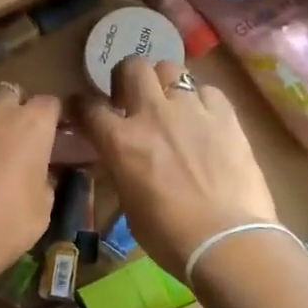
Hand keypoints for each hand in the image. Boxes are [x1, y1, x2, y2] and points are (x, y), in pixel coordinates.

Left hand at [0, 83, 60, 290]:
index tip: (53, 135)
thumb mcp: (42, 209)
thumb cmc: (4, 225)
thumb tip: (41, 173)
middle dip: (17, 107)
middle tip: (19, 135)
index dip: (52, 118)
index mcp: (31, 125)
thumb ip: (45, 180)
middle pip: (11, 92)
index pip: (49, 103)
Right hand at [81, 59, 277, 279]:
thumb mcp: (129, 204)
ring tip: (170, 103)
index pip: (88, 107)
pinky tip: (204, 118)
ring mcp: (191, 110)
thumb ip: (122, 170)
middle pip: (133, 67)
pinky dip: (200, 99)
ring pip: (171, 67)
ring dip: (164, 82)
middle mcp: (152, 114)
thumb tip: (123, 159)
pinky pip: (208, 90)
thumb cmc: (169, 236)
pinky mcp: (226, 115)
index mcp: (120, 141)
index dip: (81, 105)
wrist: (226, 240)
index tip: (82, 109)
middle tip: (131, 98)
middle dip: (127, 77)